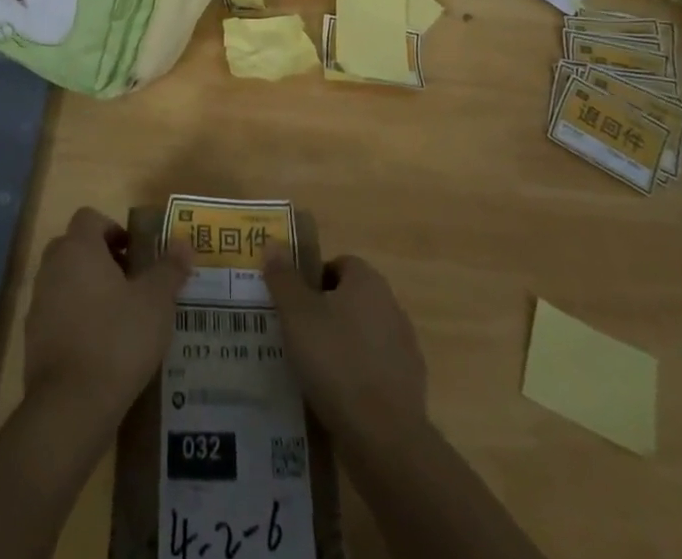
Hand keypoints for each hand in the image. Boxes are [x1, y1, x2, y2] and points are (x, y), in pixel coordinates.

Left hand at [23, 207, 190, 426]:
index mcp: (78, 248)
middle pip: (74, 247)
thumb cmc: (117, 338)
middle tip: (130, 282)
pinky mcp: (32, 340)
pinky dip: (75, 320)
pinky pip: (56, 315)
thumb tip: (183, 242)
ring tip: (119, 317)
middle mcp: (52, 268)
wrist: (71, 406)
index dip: (113, 229)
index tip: (135, 254)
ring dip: (87, 289)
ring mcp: (38, 304)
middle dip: (100, 258)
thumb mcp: (156, 301)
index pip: (89, 218)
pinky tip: (100, 348)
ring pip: (64, 281)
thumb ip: (170, 268)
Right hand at [263, 249, 427, 439]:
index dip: (311, 280)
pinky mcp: (409, 387)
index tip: (291, 304)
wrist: (384, 437)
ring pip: (362, 337)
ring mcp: (404, 348)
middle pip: (350, 300)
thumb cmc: (336, 361)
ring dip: (340, 348)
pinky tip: (335, 399)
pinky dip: (356, 379)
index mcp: (367, 281)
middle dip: (324, 314)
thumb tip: (272, 243)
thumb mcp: (297, 315)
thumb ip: (283, 278)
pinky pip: (373, 371)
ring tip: (310, 371)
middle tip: (294, 335)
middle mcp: (391, 306)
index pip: (338, 264)